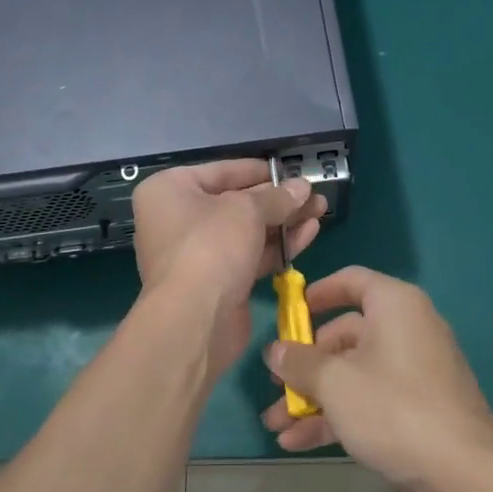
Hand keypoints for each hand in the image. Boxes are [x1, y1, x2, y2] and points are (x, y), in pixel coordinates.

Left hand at [132, 160, 325, 374]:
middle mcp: (178, 218)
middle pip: (237, 202)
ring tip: (321, 210)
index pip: (222, 171)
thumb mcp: (247, 209)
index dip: (260, 171)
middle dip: (278, 200)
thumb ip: (277, 197)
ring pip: (248, 230)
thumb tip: (302, 187)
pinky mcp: (218, 281)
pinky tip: (309, 233)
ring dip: (284, 221)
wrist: (195, 320)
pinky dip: (278, 245)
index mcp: (170, 190)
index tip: (291, 172)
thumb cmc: (211, 246)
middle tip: (315, 195)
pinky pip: (251, 255)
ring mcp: (198, 253)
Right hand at [261, 266, 492, 491]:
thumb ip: (299, 362)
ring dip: (313, 398)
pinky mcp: (417, 411)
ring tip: (275, 424)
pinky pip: (369, 402)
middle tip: (274, 384)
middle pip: (346, 335)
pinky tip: (297, 443)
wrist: (464, 475)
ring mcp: (414, 373)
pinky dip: (336, 417)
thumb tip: (274, 350)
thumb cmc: (394, 407)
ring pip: (353, 374)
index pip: (352, 281)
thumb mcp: (335, 382)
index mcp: (395, 305)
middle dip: (305, 364)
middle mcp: (407, 330)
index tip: (289, 312)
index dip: (318, 293)